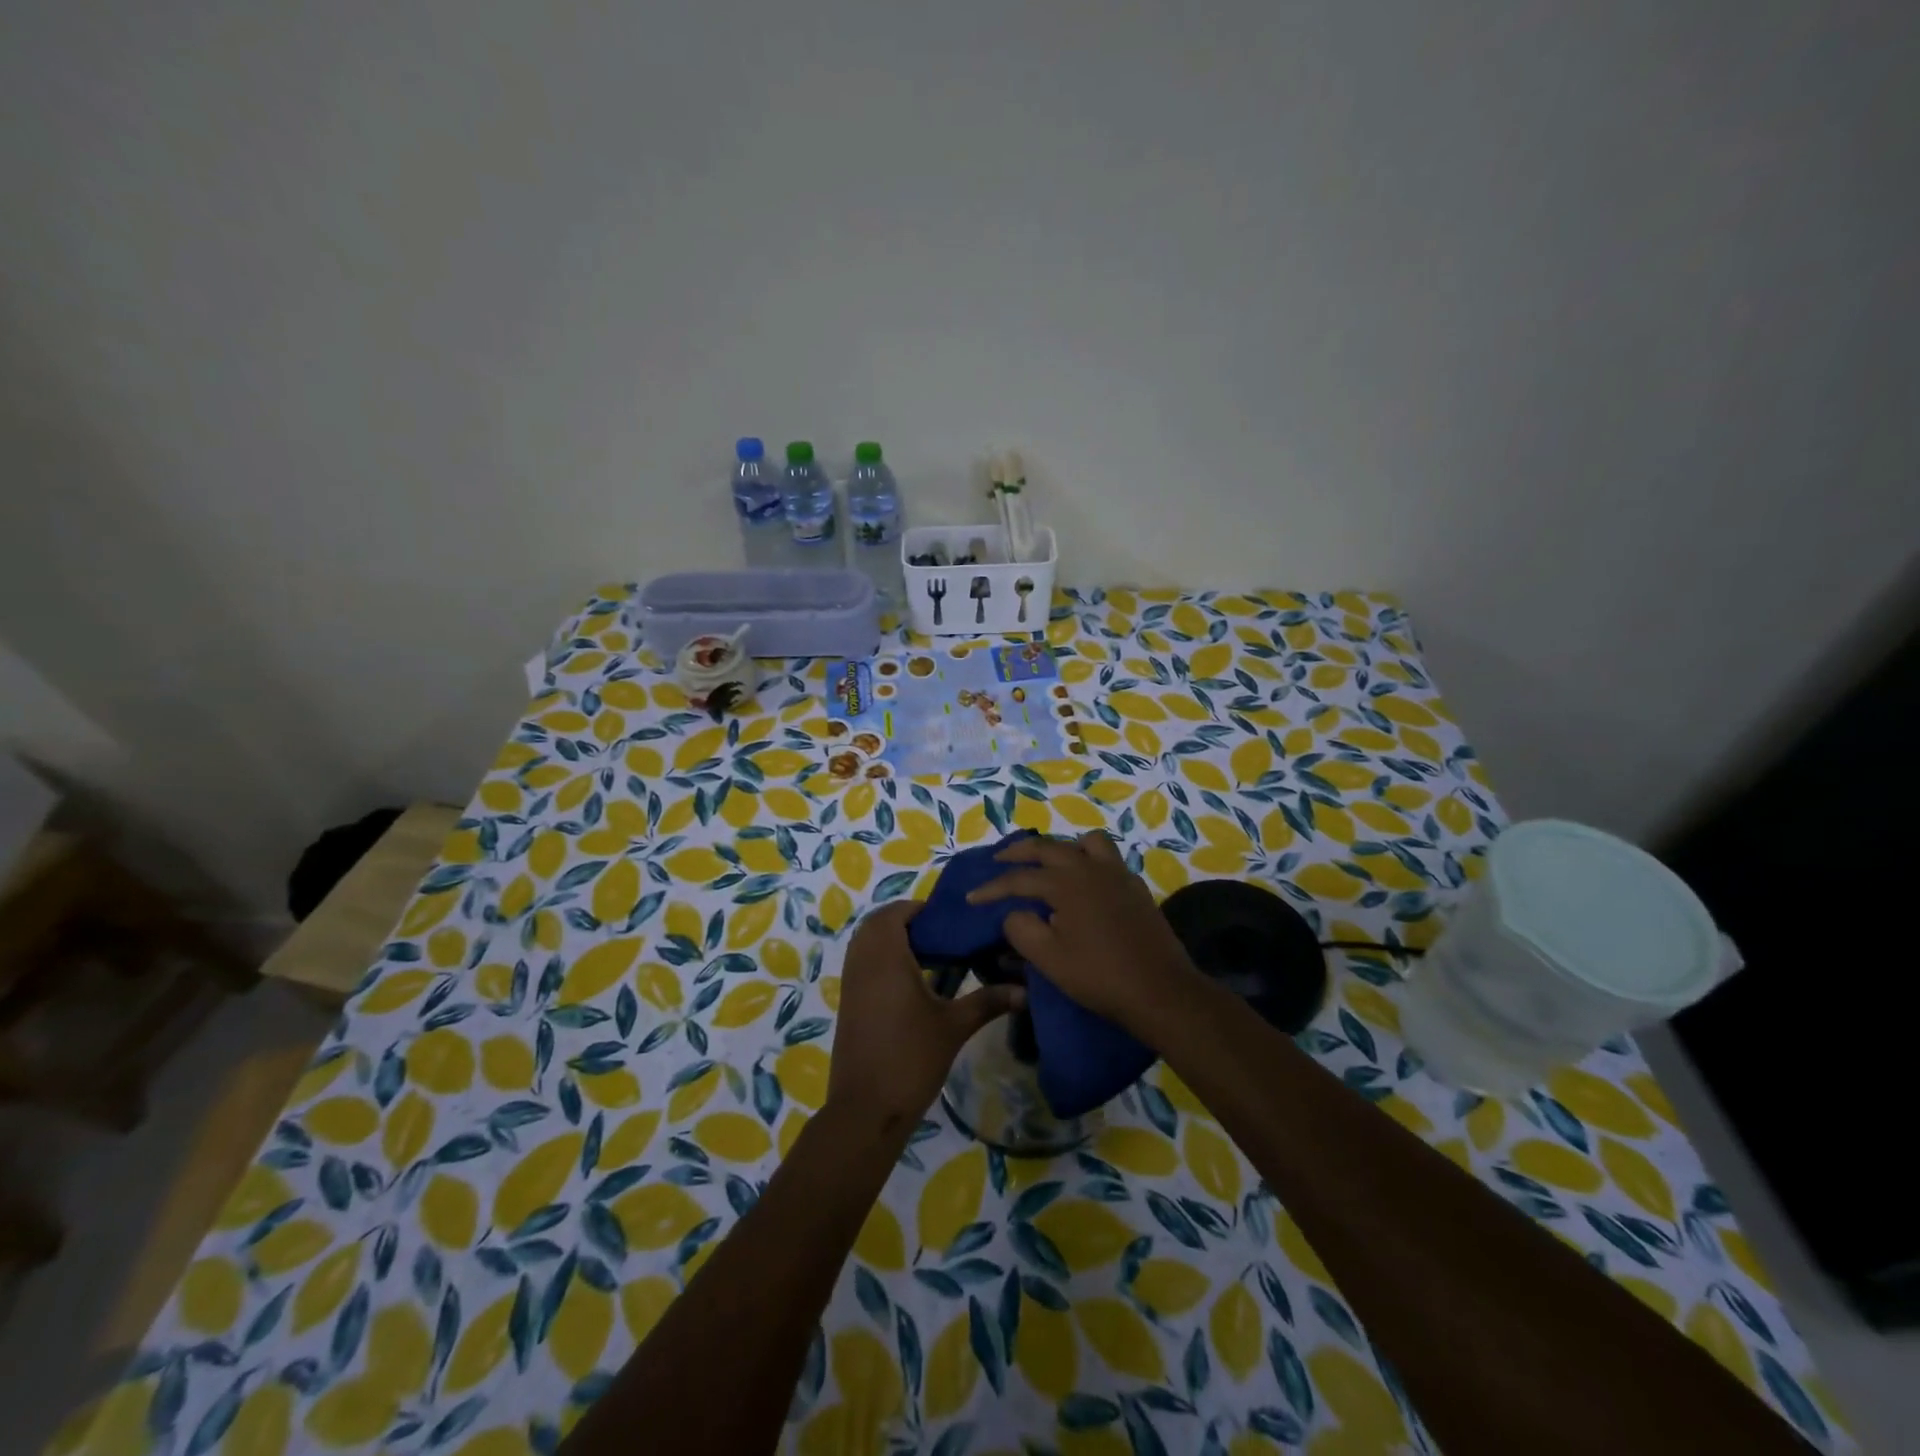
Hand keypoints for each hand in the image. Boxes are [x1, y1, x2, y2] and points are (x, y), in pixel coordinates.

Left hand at [827, 901, 1024, 1132]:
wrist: (866, 1109)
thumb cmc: (911, 1058)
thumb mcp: (954, 1026)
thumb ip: (989, 1000)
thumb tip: (1027, 988)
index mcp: (886, 956)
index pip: (897, 912)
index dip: (921, 909)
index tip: (951, 920)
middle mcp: (863, 961)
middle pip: (879, 923)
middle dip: (907, 922)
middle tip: (943, 935)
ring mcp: (851, 982)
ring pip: (867, 943)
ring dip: (893, 940)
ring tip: (931, 955)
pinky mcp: (849, 1002)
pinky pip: (863, 963)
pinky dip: (882, 959)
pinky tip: (913, 983)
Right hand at [967, 831, 1198, 1036]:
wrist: (1160, 990)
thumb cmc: (1099, 975)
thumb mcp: (1048, 958)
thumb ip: (1021, 928)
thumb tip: (1014, 913)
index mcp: (1066, 882)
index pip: (1019, 879)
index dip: (991, 888)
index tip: (971, 898)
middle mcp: (1090, 867)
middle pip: (1048, 848)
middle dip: (1019, 852)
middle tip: (999, 860)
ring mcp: (1117, 874)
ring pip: (1084, 842)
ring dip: (1061, 848)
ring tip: (1049, 864)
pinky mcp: (1135, 887)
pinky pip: (1107, 858)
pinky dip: (1088, 860)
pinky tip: (1084, 882)